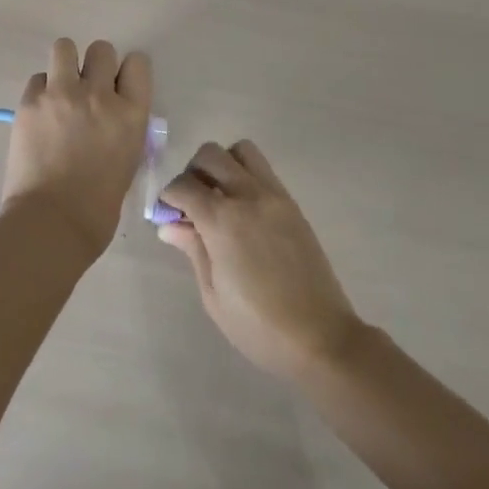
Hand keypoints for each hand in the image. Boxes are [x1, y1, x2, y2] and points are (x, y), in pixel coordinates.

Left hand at [2, 38, 152, 260]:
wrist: (52, 222)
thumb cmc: (98, 206)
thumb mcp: (128, 160)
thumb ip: (122, 127)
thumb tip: (110, 114)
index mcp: (131, 113)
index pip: (137, 63)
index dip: (126, 72)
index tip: (117, 86)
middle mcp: (99, 94)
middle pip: (101, 50)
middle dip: (95, 66)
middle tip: (85, 90)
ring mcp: (62, 93)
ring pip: (64, 47)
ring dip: (64, 64)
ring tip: (59, 89)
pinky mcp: (31, 101)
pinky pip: (37, 78)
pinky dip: (40, 91)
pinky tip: (39, 114)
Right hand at [158, 141, 363, 379]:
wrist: (321, 337)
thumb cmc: (259, 326)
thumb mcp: (213, 295)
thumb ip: (192, 249)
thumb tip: (169, 225)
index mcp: (222, 220)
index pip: (183, 185)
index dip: (168, 197)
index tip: (167, 215)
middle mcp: (247, 196)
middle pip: (210, 154)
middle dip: (193, 172)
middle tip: (191, 202)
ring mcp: (274, 196)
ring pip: (241, 150)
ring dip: (223, 164)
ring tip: (220, 197)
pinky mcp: (292, 204)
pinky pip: (263, 170)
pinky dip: (246, 176)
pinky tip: (244, 210)